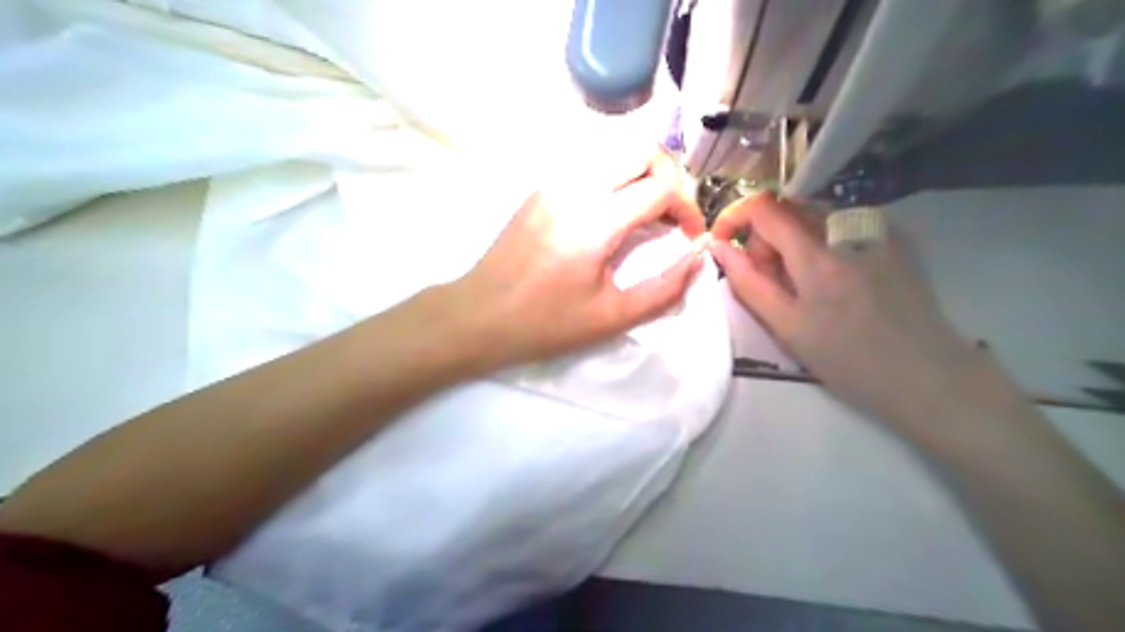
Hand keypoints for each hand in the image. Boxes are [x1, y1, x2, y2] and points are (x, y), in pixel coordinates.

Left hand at [448, 153, 700, 366]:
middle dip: (669, 177)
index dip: (688, 209)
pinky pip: (589, 166)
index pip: (661, 188)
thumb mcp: (612, 317)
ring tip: (644, 215)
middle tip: (670, 216)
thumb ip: (665, 288)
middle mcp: (575, 188)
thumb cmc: (546, 323)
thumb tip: (699, 257)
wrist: (479, 315)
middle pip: (640, 150)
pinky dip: (614, 180)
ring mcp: (552, 183)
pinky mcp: (539, 188)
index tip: (690, 236)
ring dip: (641, 175)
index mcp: (595, 221)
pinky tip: (610, 215)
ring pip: (613, 152)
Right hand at [712, 196, 987, 427]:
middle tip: (765, 279)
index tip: (723, 242)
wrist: (926, 375)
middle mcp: (847, 231)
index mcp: (818, 256)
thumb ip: (748, 283)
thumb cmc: (848, 360)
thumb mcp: (787, 328)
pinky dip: (817, 244)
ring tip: (797, 285)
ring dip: (789, 242)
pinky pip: (838, 227)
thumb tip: (719, 248)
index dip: (735, 216)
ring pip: (811, 217)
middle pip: (787, 209)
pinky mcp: (892, 240)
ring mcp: (875, 232)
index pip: (765, 207)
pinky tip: (828, 280)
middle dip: (763, 238)